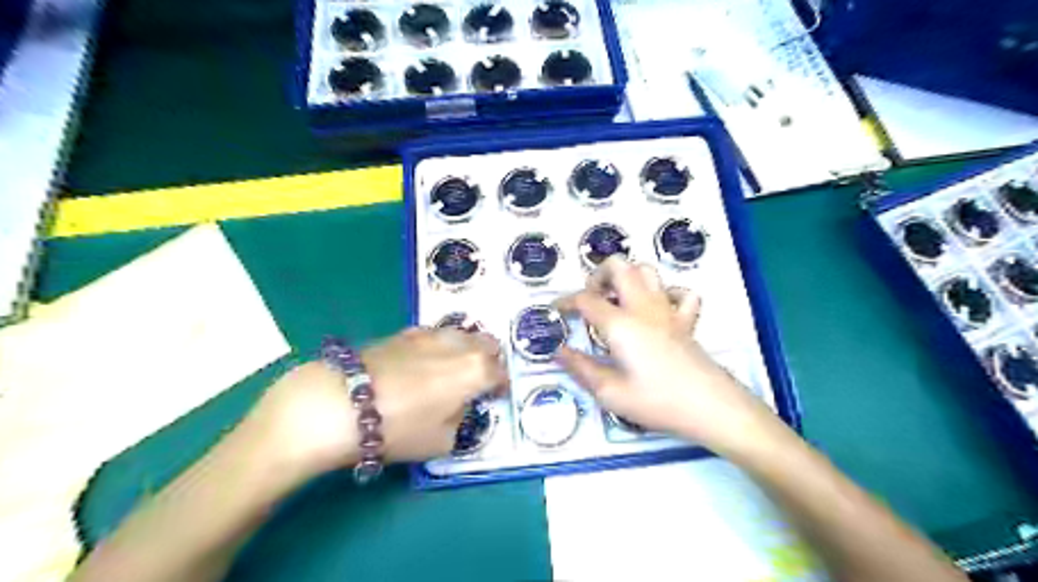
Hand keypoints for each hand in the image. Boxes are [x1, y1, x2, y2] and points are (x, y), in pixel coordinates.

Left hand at [240, 330, 508, 478]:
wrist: (341, 403)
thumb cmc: (399, 428)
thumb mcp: (441, 441)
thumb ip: (459, 421)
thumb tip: (456, 407)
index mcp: (476, 371)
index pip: (501, 373)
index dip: (502, 386)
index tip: (496, 396)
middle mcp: (459, 345)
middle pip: (487, 343)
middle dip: (490, 359)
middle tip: (481, 377)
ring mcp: (431, 334)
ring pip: (461, 333)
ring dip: (466, 347)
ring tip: (455, 366)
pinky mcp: (405, 332)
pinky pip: (434, 334)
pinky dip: (439, 344)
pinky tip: (426, 359)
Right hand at [556, 257, 782, 456]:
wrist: (711, 407)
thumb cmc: (657, 401)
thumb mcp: (610, 393)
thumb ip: (580, 368)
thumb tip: (558, 351)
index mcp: (620, 324)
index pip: (586, 299)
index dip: (566, 301)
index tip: (556, 310)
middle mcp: (643, 307)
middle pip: (619, 266)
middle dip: (598, 275)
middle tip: (590, 299)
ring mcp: (668, 310)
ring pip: (647, 271)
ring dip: (628, 277)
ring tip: (617, 300)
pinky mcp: (687, 320)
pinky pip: (680, 292)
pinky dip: (665, 292)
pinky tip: (656, 309)